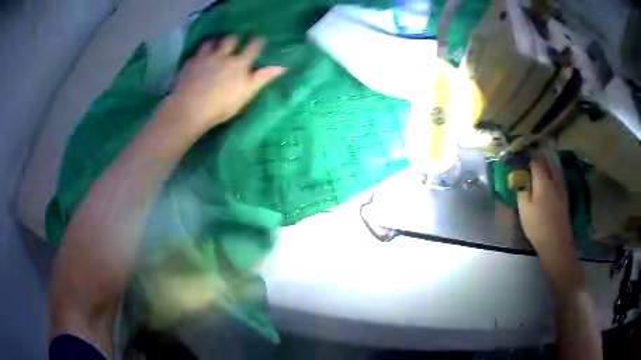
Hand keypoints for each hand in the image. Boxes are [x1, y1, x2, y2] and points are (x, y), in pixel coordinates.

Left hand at [167, 36, 285, 132]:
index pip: (253, 47)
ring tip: (215, 47)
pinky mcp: (189, 63)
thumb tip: (283, 67)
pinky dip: (199, 54)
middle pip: (231, 39)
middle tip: (235, 42)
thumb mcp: (246, 94)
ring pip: (211, 42)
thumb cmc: (222, 106)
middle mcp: (222, 55)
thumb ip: (263, 78)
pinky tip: (199, 59)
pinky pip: (196, 53)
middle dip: (235, 39)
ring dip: (215, 43)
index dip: (258, 41)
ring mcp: (204, 57)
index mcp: (239, 63)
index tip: (260, 38)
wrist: (190, 110)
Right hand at [517, 147, 583, 292]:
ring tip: (541, 159)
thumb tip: (518, 174)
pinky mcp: (565, 195)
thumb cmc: (537, 226)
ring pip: (555, 166)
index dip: (527, 156)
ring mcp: (561, 186)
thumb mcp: (524, 208)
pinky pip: (559, 174)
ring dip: (548, 159)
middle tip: (530, 154)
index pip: (535, 161)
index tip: (519, 155)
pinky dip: (554, 169)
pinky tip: (550, 174)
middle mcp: (554, 179)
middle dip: (539, 154)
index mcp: (543, 180)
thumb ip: (521, 187)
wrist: (556, 242)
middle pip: (548, 160)